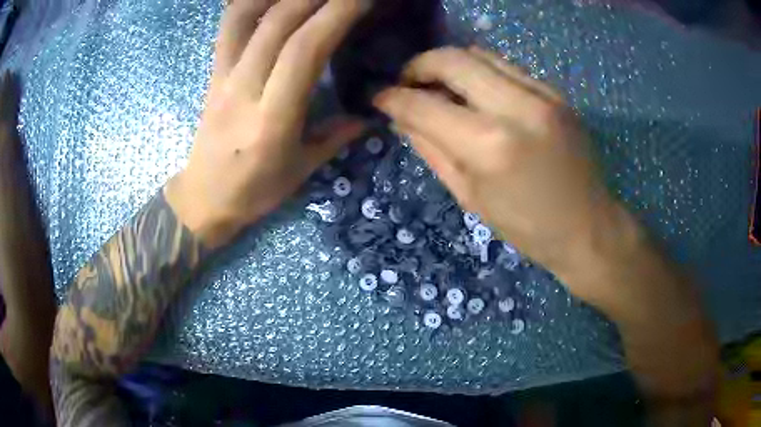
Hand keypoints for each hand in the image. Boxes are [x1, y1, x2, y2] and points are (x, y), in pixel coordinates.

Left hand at [167, 0, 368, 247]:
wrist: (203, 197)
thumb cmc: (254, 191)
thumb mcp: (302, 170)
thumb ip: (337, 135)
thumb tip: (370, 114)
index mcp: (271, 119)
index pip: (305, 50)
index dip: (336, 15)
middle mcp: (243, 89)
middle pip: (278, 23)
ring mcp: (223, 76)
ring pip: (245, 16)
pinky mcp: (213, 72)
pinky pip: (228, 26)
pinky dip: (250, 1)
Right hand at [374, 47, 637, 306]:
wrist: (588, 227)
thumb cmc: (527, 228)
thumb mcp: (471, 197)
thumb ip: (432, 149)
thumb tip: (401, 118)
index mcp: (490, 145)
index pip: (424, 105)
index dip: (393, 98)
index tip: (379, 97)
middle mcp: (516, 107)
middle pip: (452, 58)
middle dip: (419, 65)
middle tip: (408, 83)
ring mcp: (542, 94)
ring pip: (481, 53)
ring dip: (451, 64)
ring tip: (441, 86)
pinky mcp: (556, 93)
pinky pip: (508, 66)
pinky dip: (483, 72)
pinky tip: (479, 93)